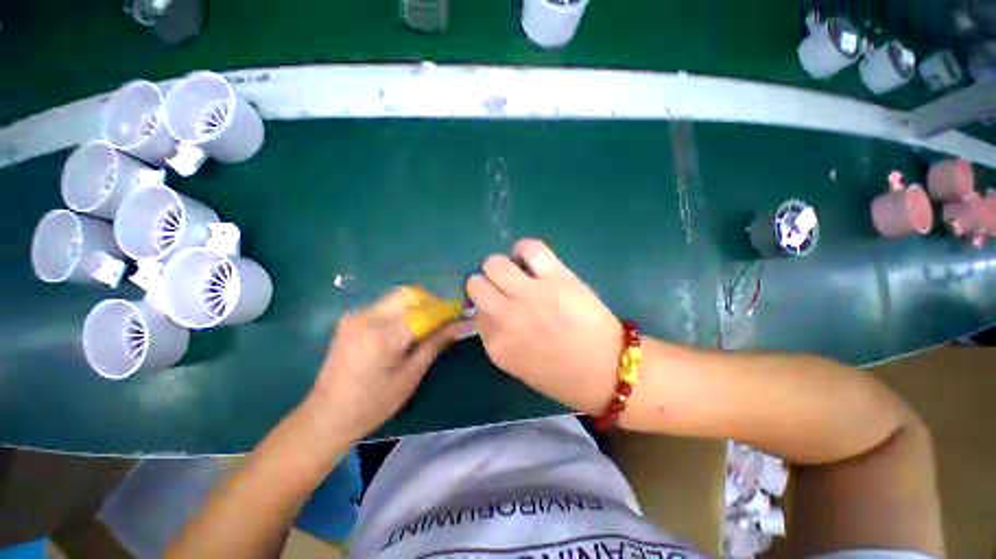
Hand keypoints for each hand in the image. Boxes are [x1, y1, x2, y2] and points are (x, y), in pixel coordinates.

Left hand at [306, 289, 458, 444]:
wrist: (325, 417)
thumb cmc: (372, 404)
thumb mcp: (409, 377)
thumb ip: (435, 344)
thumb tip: (460, 325)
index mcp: (383, 335)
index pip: (424, 310)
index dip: (445, 310)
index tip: (460, 314)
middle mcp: (368, 317)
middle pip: (409, 294)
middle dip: (431, 303)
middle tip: (443, 320)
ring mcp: (356, 315)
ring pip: (397, 297)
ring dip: (417, 306)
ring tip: (427, 326)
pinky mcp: (351, 319)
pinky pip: (385, 305)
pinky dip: (402, 311)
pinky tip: (405, 330)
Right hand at [467, 239, 621, 414]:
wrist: (607, 371)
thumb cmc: (563, 376)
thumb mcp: (518, 366)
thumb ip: (499, 339)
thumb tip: (490, 312)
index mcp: (497, 345)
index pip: (476, 314)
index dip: (487, 308)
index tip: (498, 307)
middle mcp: (506, 317)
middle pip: (476, 284)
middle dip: (486, 284)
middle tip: (503, 287)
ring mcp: (530, 295)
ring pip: (495, 264)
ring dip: (501, 267)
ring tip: (516, 271)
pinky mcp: (556, 278)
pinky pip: (530, 249)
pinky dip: (525, 249)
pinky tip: (531, 258)